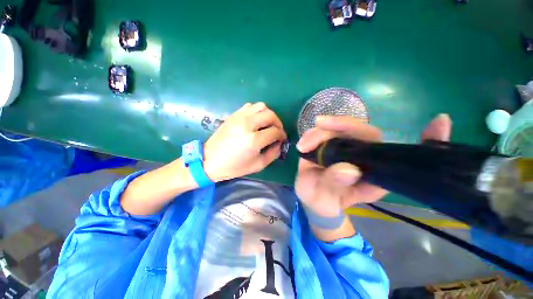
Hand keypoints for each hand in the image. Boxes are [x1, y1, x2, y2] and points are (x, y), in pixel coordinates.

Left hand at [203, 102, 286, 181]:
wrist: (210, 160)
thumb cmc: (234, 166)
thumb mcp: (258, 165)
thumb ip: (273, 154)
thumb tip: (279, 143)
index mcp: (254, 139)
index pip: (275, 131)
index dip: (281, 135)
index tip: (281, 139)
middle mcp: (247, 124)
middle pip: (270, 115)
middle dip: (278, 123)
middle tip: (277, 131)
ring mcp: (239, 117)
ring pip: (261, 106)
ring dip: (268, 114)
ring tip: (267, 124)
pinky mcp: (233, 115)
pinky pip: (250, 106)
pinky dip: (257, 111)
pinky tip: (256, 120)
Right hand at [295, 114, 451, 217]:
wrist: (312, 198)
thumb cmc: (324, 201)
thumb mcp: (329, 199)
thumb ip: (337, 185)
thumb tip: (348, 169)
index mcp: (373, 171)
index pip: (395, 152)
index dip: (423, 140)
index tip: (439, 123)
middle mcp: (361, 155)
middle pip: (360, 131)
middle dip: (340, 124)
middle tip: (320, 124)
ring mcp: (342, 148)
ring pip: (336, 130)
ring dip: (319, 132)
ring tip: (304, 145)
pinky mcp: (326, 145)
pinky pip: (321, 134)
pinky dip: (311, 135)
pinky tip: (303, 143)